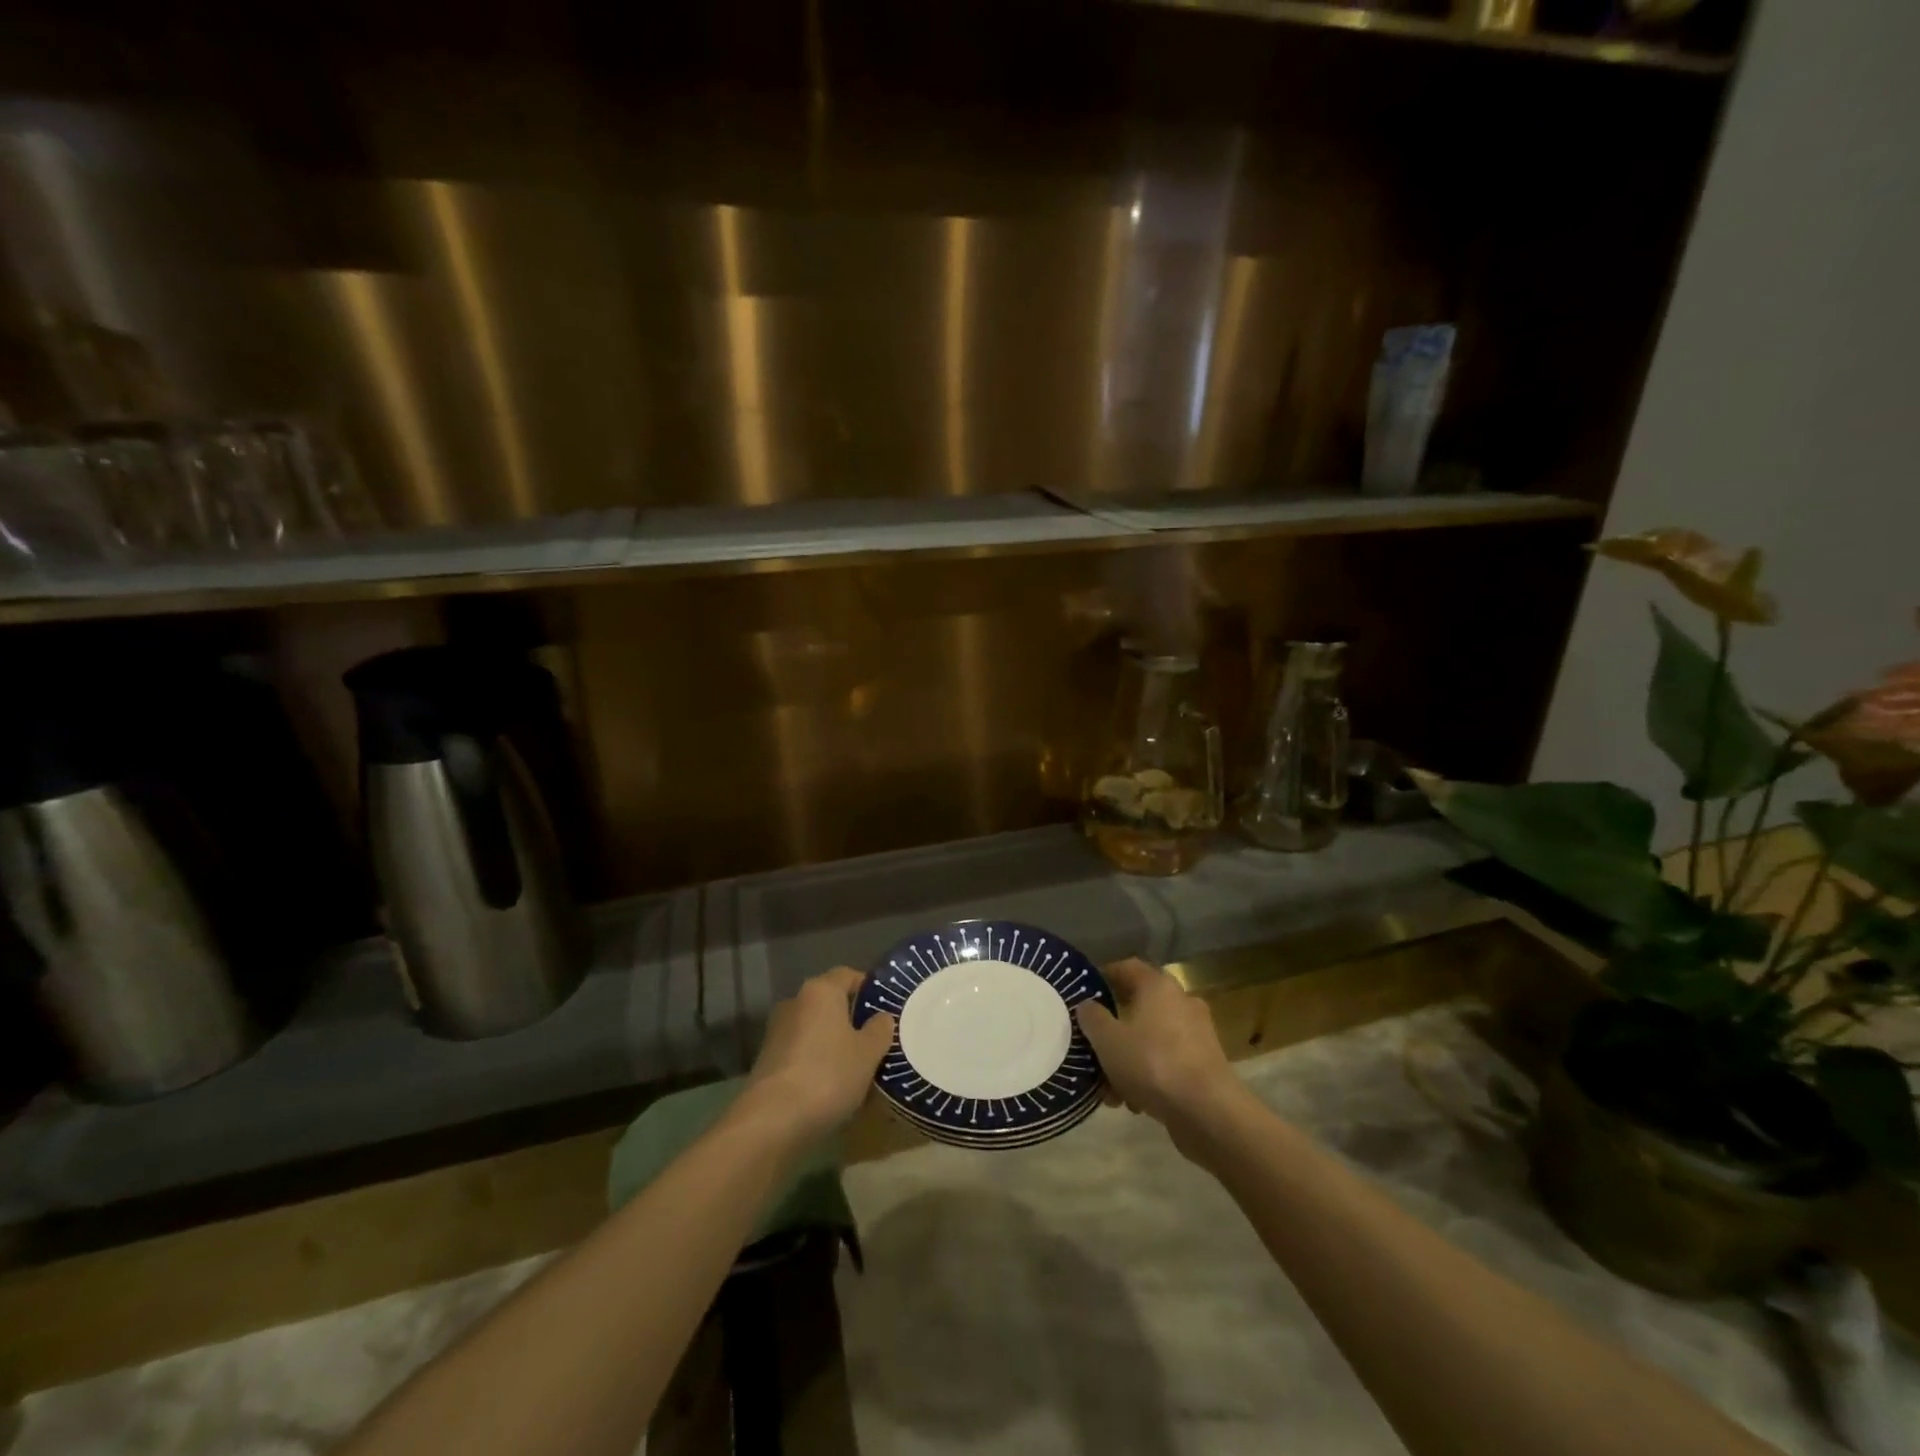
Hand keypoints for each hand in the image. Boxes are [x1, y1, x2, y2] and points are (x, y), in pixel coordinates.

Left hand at [743, 967, 894, 1138]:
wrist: (772, 1121)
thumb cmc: (828, 1075)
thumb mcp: (868, 1053)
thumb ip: (879, 1030)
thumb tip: (881, 1017)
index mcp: (820, 990)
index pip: (849, 975)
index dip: (869, 988)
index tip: (887, 1008)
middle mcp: (795, 1002)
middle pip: (830, 1002)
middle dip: (852, 1019)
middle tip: (877, 1040)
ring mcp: (777, 1032)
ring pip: (816, 1029)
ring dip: (834, 1043)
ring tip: (858, 1067)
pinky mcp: (768, 1061)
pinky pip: (802, 1052)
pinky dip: (818, 1062)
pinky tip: (833, 1086)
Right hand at [1077, 958, 1246, 1148]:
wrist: (1209, 1112)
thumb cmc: (1153, 1064)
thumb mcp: (1108, 1040)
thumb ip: (1092, 1018)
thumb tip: (1087, 1005)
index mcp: (1157, 985)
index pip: (1126, 967)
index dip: (1103, 977)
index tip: (1083, 995)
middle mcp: (1180, 1001)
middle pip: (1137, 1007)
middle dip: (1113, 1030)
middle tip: (1093, 1049)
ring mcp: (1197, 1033)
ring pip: (1151, 1038)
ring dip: (1128, 1059)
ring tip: (1110, 1090)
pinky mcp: (1205, 1063)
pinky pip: (1168, 1060)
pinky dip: (1150, 1075)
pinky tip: (1135, 1103)